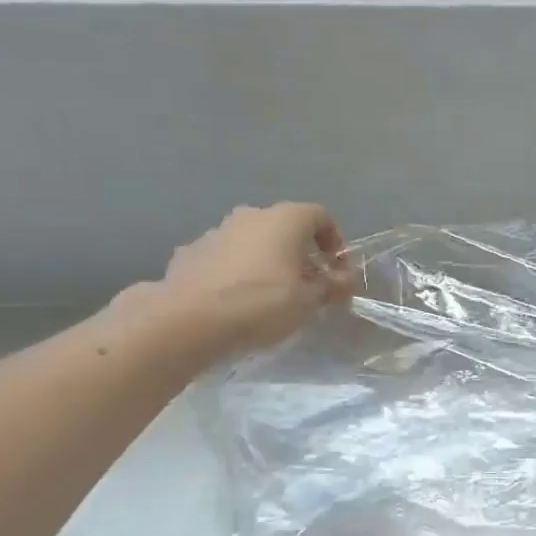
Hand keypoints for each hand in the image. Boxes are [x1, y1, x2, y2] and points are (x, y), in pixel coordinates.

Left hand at [155, 203, 355, 356]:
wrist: (189, 319)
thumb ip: (332, 287)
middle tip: (307, 287)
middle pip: (284, 228)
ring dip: (267, 262)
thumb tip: (347, 280)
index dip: (335, 241)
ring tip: (270, 298)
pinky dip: (237, 273)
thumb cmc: (261, 303)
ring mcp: (216, 232)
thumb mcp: (309, 301)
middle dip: (300, 254)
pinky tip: (236, 302)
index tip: (337, 271)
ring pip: (252, 242)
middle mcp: (250, 216)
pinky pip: (225, 258)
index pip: (320, 216)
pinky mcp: (190, 253)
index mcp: (283, 219)